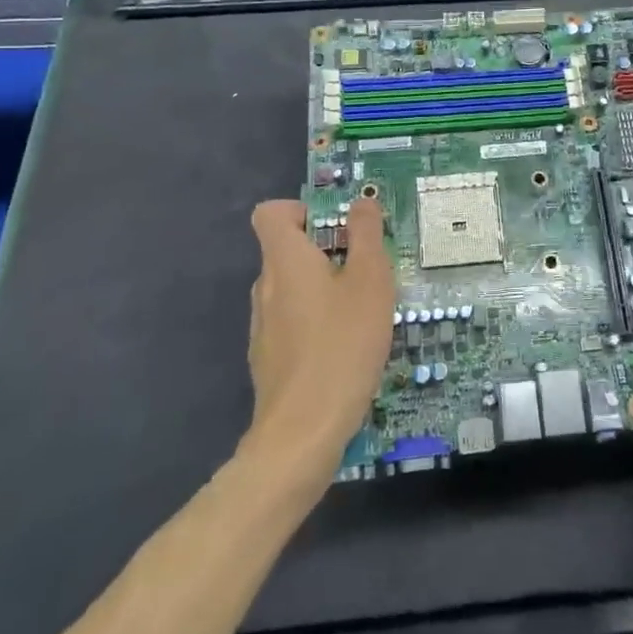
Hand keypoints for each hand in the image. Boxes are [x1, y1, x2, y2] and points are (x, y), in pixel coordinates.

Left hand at [243, 198, 396, 487]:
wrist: (303, 432)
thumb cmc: (342, 344)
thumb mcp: (370, 280)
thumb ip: (366, 235)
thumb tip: (361, 202)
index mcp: (285, 259)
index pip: (271, 212)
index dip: (301, 210)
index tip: (338, 227)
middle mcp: (265, 286)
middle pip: (288, 250)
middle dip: (327, 251)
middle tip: (369, 269)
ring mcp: (262, 325)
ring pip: (293, 288)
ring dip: (325, 288)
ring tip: (365, 310)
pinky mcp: (269, 358)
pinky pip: (293, 321)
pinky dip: (317, 321)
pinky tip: (348, 347)